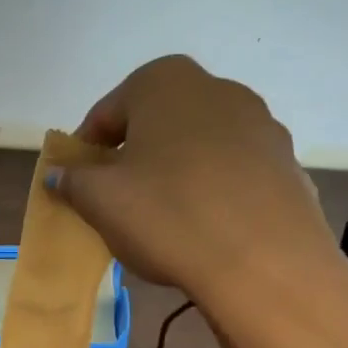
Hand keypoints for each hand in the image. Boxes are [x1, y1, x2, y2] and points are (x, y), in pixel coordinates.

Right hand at [49, 55, 347, 319]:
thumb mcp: (100, 200)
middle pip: (156, 123)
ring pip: (198, 145)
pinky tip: (207, 226)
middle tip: (119, 199)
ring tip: (164, 217)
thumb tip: (59, 174)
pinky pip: (234, 171)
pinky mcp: (288, 163)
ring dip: (175, 171)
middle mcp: (217, 89)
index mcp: (164, 82)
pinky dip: (214, 189)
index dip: (86, 151)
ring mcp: (261, 124)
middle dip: (134, 156)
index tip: (79, 185)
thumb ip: (72, 180)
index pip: (107, 113)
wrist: (267, 266)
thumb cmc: (168, 215)